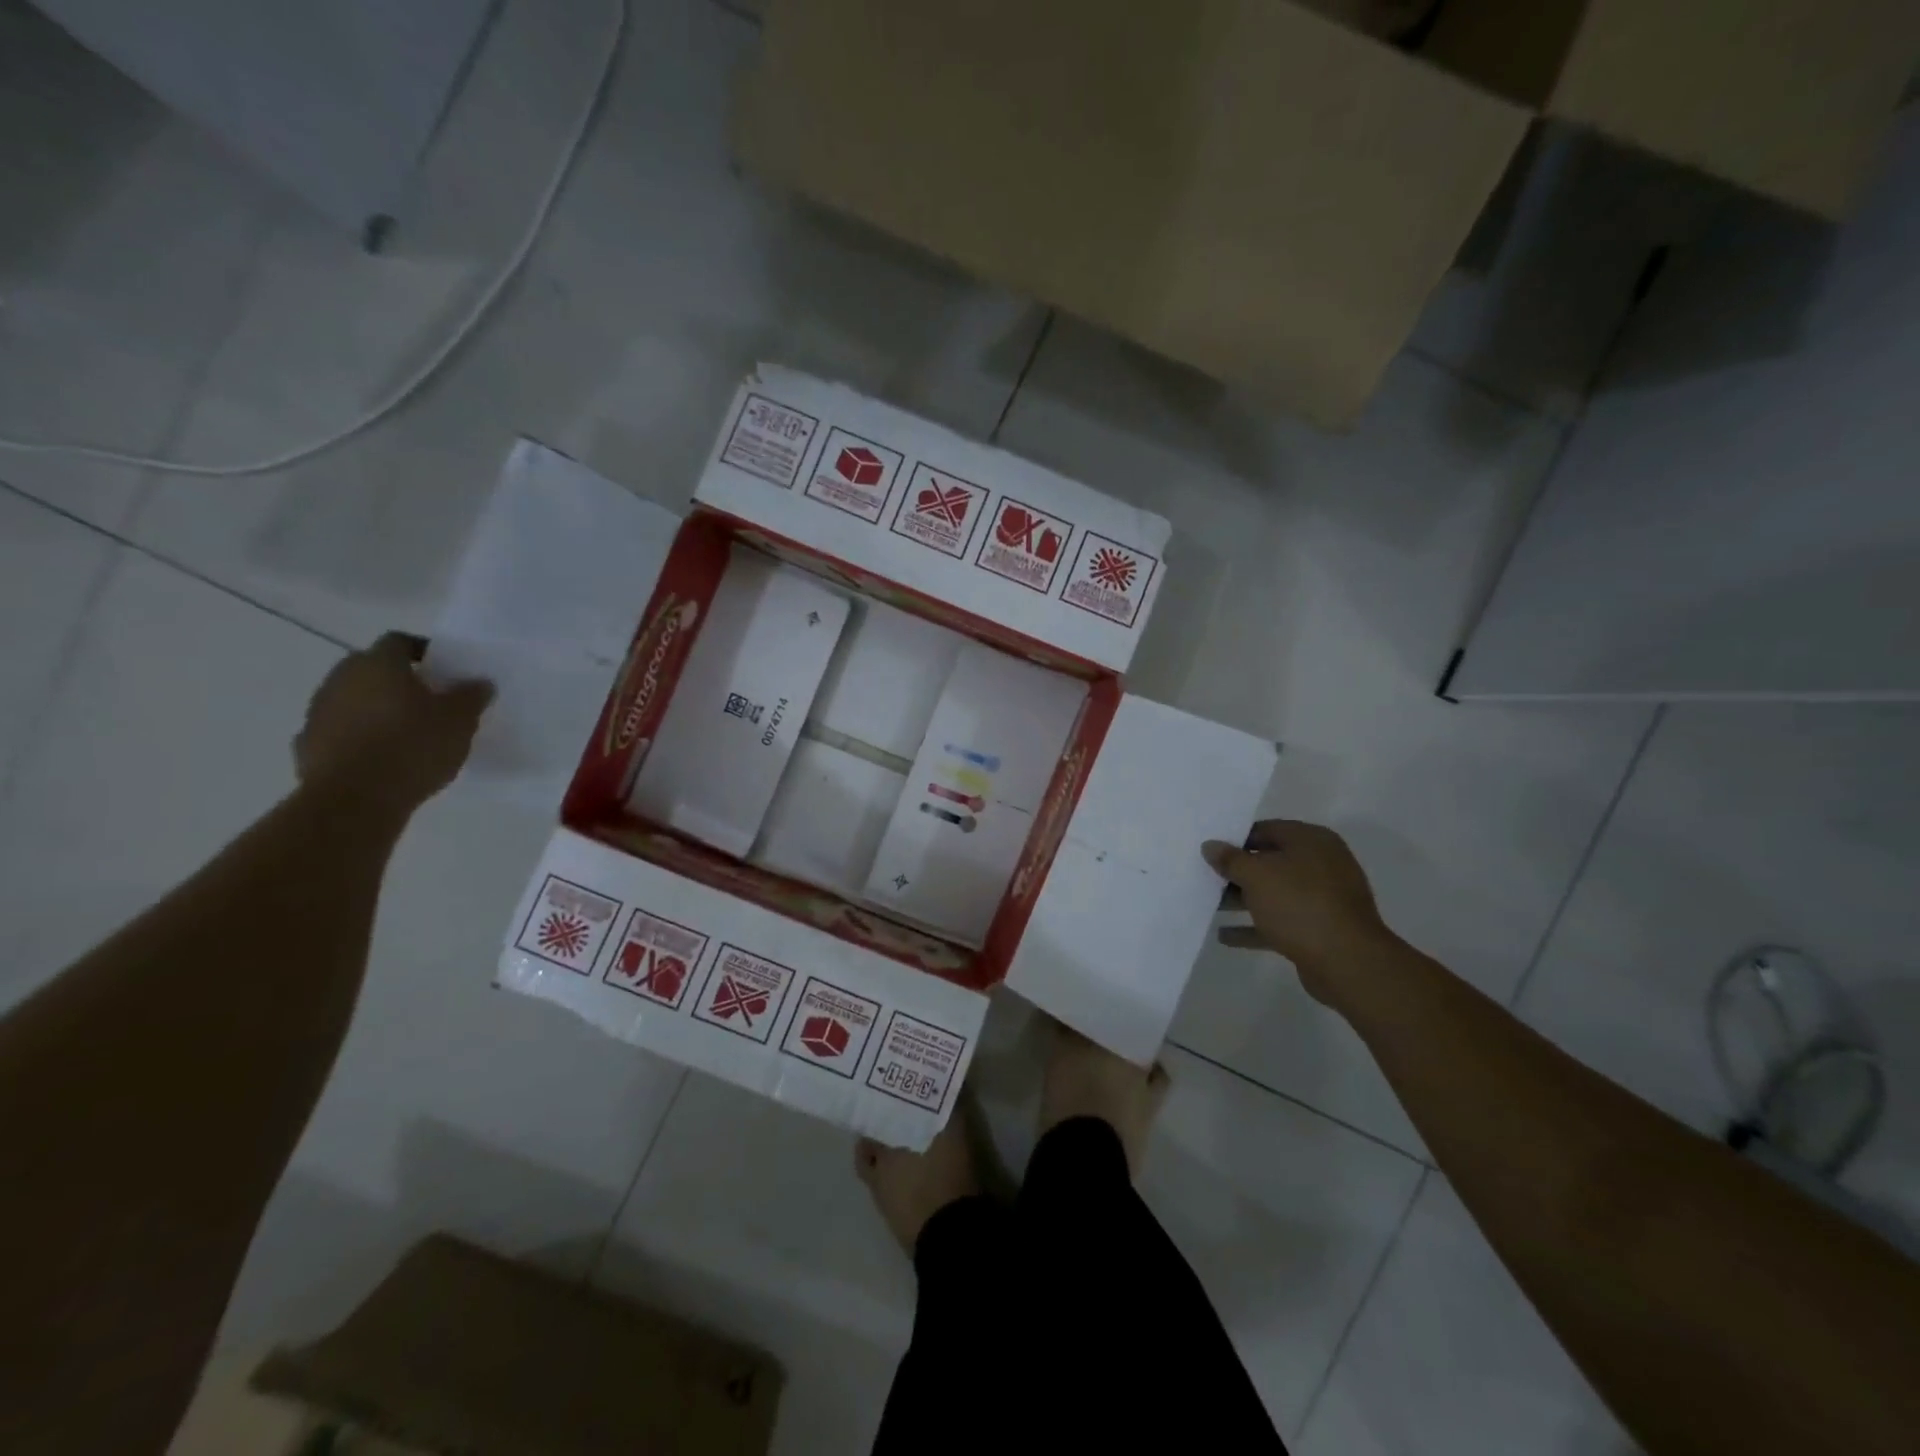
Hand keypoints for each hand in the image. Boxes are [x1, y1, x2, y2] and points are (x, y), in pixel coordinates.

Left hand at [294, 633, 492, 812]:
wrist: (355, 799)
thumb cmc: (413, 746)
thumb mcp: (460, 720)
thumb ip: (471, 696)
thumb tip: (479, 682)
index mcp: (379, 664)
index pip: (400, 641)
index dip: (423, 651)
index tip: (445, 669)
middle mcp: (342, 678)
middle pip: (372, 668)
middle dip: (398, 680)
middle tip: (429, 699)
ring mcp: (318, 711)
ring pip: (353, 699)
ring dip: (376, 708)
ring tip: (407, 731)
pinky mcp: (308, 744)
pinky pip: (339, 731)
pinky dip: (358, 737)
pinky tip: (381, 756)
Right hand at [1203, 821, 1392, 1002]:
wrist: (1347, 962)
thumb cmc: (1300, 904)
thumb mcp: (1257, 875)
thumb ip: (1230, 860)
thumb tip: (1210, 846)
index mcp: (1311, 840)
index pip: (1266, 829)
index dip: (1235, 839)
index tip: (1209, 850)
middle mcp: (1321, 864)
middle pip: (1270, 861)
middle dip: (1237, 872)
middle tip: (1205, 876)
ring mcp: (1322, 898)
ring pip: (1274, 893)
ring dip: (1242, 900)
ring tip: (1209, 905)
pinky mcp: (1319, 929)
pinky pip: (1280, 921)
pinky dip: (1254, 926)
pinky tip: (1225, 936)